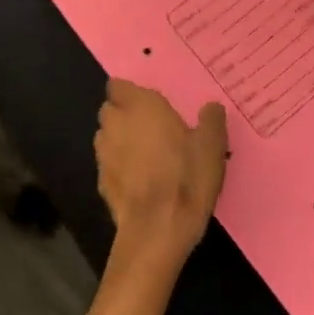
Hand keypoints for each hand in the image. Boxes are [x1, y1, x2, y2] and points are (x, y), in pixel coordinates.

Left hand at [93, 79, 227, 271]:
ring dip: (120, 139)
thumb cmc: (186, 177)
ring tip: (145, 152)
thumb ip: (211, 120)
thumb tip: (211, 108)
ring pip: (107, 136)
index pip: (118, 85)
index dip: (130, 92)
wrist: (157, 230)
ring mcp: (104, 154)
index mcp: (140, 106)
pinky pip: (109, 164)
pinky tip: (140, 179)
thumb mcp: (212, 145)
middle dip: (124, 114)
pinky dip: (120, 166)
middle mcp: (116, 124)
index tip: (149, 101)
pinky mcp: (101, 183)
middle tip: (151, 125)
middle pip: (110, 109)